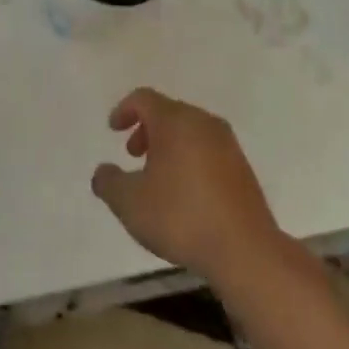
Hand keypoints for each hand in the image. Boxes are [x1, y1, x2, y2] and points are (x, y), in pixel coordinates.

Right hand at [91, 89, 287, 286]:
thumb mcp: (130, 203)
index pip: (144, 98)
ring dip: (168, 145)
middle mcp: (203, 123)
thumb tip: (103, 171)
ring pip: (190, 131)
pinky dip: (189, 158)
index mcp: (175, 121)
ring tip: (156, 177)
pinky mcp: (242, 167)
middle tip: (133, 154)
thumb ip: (108, 182)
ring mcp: (227, 144)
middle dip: (146, 129)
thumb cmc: (181, 217)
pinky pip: (207, 149)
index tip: (113, 130)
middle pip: (169, 112)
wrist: (245, 249)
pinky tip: (184, 191)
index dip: (124, 110)